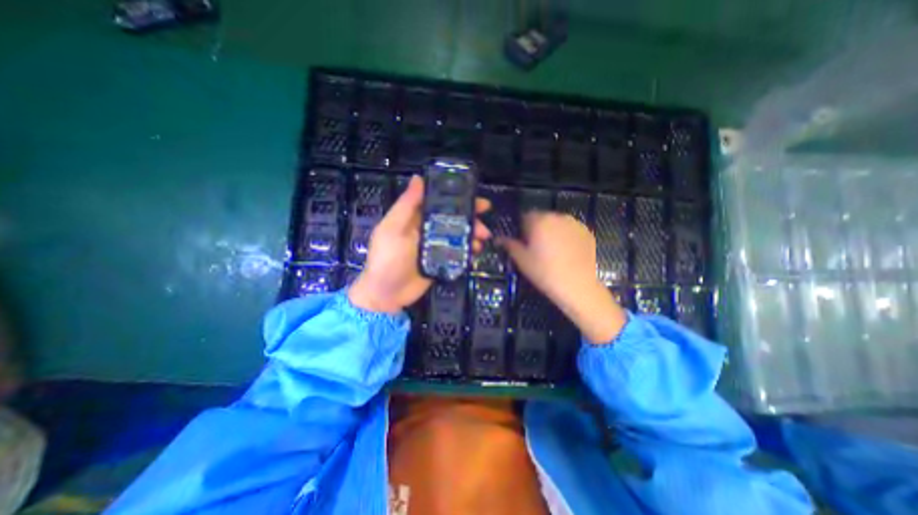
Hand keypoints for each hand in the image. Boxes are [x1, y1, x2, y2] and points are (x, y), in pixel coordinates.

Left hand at [348, 177, 489, 312]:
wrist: (387, 295)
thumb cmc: (387, 259)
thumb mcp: (393, 229)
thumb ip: (407, 205)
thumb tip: (418, 178)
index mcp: (414, 218)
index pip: (438, 202)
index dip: (456, 197)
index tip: (474, 195)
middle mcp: (426, 229)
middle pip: (452, 218)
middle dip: (470, 217)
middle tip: (485, 217)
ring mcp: (435, 246)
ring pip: (457, 235)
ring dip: (472, 234)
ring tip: (482, 239)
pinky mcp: (441, 261)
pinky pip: (457, 252)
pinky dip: (468, 250)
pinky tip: (476, 252)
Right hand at [499, 210, 627, 343]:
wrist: (577, 286)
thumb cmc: (544, 272)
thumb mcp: (522, 260)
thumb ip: (509, 245)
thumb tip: (499, 238)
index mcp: (539, 221)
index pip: (525, 216)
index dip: (522, 228)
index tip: (523, 242)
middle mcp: (558, 217)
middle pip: (542, 218)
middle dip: (538, 229)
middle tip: (537, 248)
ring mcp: (575, 223)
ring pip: (557, 223)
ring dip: (552, 231)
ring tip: (553, 251)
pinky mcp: (587, 232)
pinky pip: (571, 230)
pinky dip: (567, 236)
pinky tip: (566, 252)